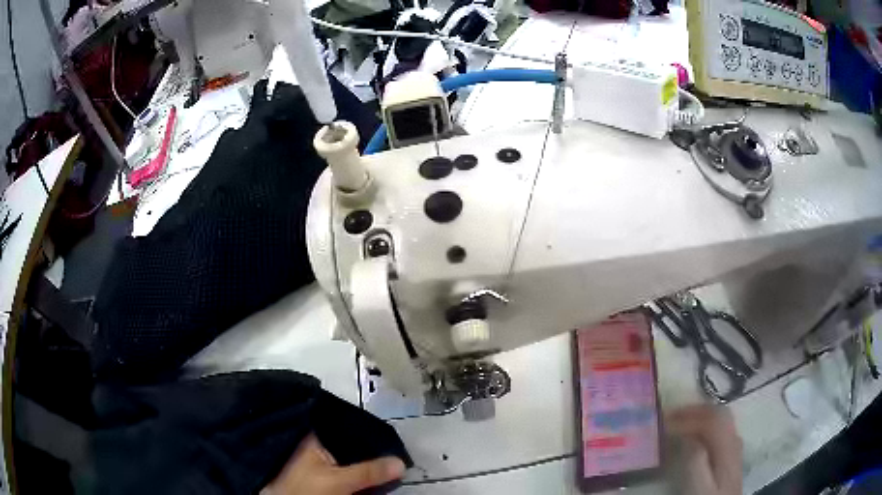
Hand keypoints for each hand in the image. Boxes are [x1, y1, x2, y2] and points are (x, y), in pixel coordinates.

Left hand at [263, 434, 405, 494]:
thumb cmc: (306, 488)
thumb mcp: (339, 480)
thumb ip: (369, 471)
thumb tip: (401, 463)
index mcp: (313, 436)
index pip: (345, 425)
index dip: (368, 429)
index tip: (391, 434)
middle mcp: (315, 444)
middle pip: (350, 443)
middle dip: (371, 448)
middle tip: (397, 450)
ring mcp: (319, 460)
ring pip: (349, 457)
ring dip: (368, 462)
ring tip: (392, 459)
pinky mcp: (323, 474)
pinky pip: (347, 468)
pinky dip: (361, 472)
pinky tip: (376, 473)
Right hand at [668, 405, 742, 494]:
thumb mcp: (698, 486)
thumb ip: (695, 462)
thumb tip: (687, 437)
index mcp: (727, 447)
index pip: (711, 420)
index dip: (687, 417)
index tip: (664, 422)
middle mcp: (734, 441)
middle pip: (719, 413)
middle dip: (694, 410)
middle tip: (670, 415)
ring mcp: (734, 447)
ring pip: (721, 419)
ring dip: (700, 415)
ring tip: (680, 421)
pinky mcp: (730, 455)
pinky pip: (719, 429)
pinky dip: (705, 425)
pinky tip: (694, 436)